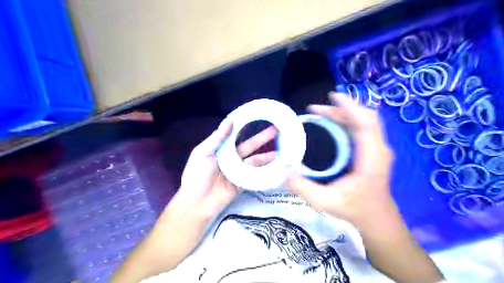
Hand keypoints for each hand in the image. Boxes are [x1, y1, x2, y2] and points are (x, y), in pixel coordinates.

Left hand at [110, 118, 279, 282]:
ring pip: (255, 161)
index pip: (236, 135)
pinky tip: (276, 167)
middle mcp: (231, 157)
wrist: (196, 203)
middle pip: (249, 146)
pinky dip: (265, 171)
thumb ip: (217, 138)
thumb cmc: (196, 175)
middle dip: (262, 139)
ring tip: (282, 150)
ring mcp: (238, 170)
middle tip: (277, 131)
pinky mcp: (243, 183)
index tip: (259, 119)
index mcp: (221, 149)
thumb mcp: (203, 153)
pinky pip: (255, 175)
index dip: (247, 127)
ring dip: (267, 156)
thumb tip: (230, 121)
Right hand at [288, 93, 392, 229]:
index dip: (350, 107)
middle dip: (342, 108)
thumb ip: (304, 188)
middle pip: (366, 117)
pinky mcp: (374, 149)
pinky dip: (347, 120)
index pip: (366, 124)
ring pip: (365, 120)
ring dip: (343, 113)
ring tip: (320, 113)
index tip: (333, 97)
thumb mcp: (325, 202)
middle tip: (317, 108)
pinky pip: (363, 127)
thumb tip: (285, 172)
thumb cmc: (353, 209)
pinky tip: (332, 122)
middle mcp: (379, 149)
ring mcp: (378, 148)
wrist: (376, 217)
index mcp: (371, 158)